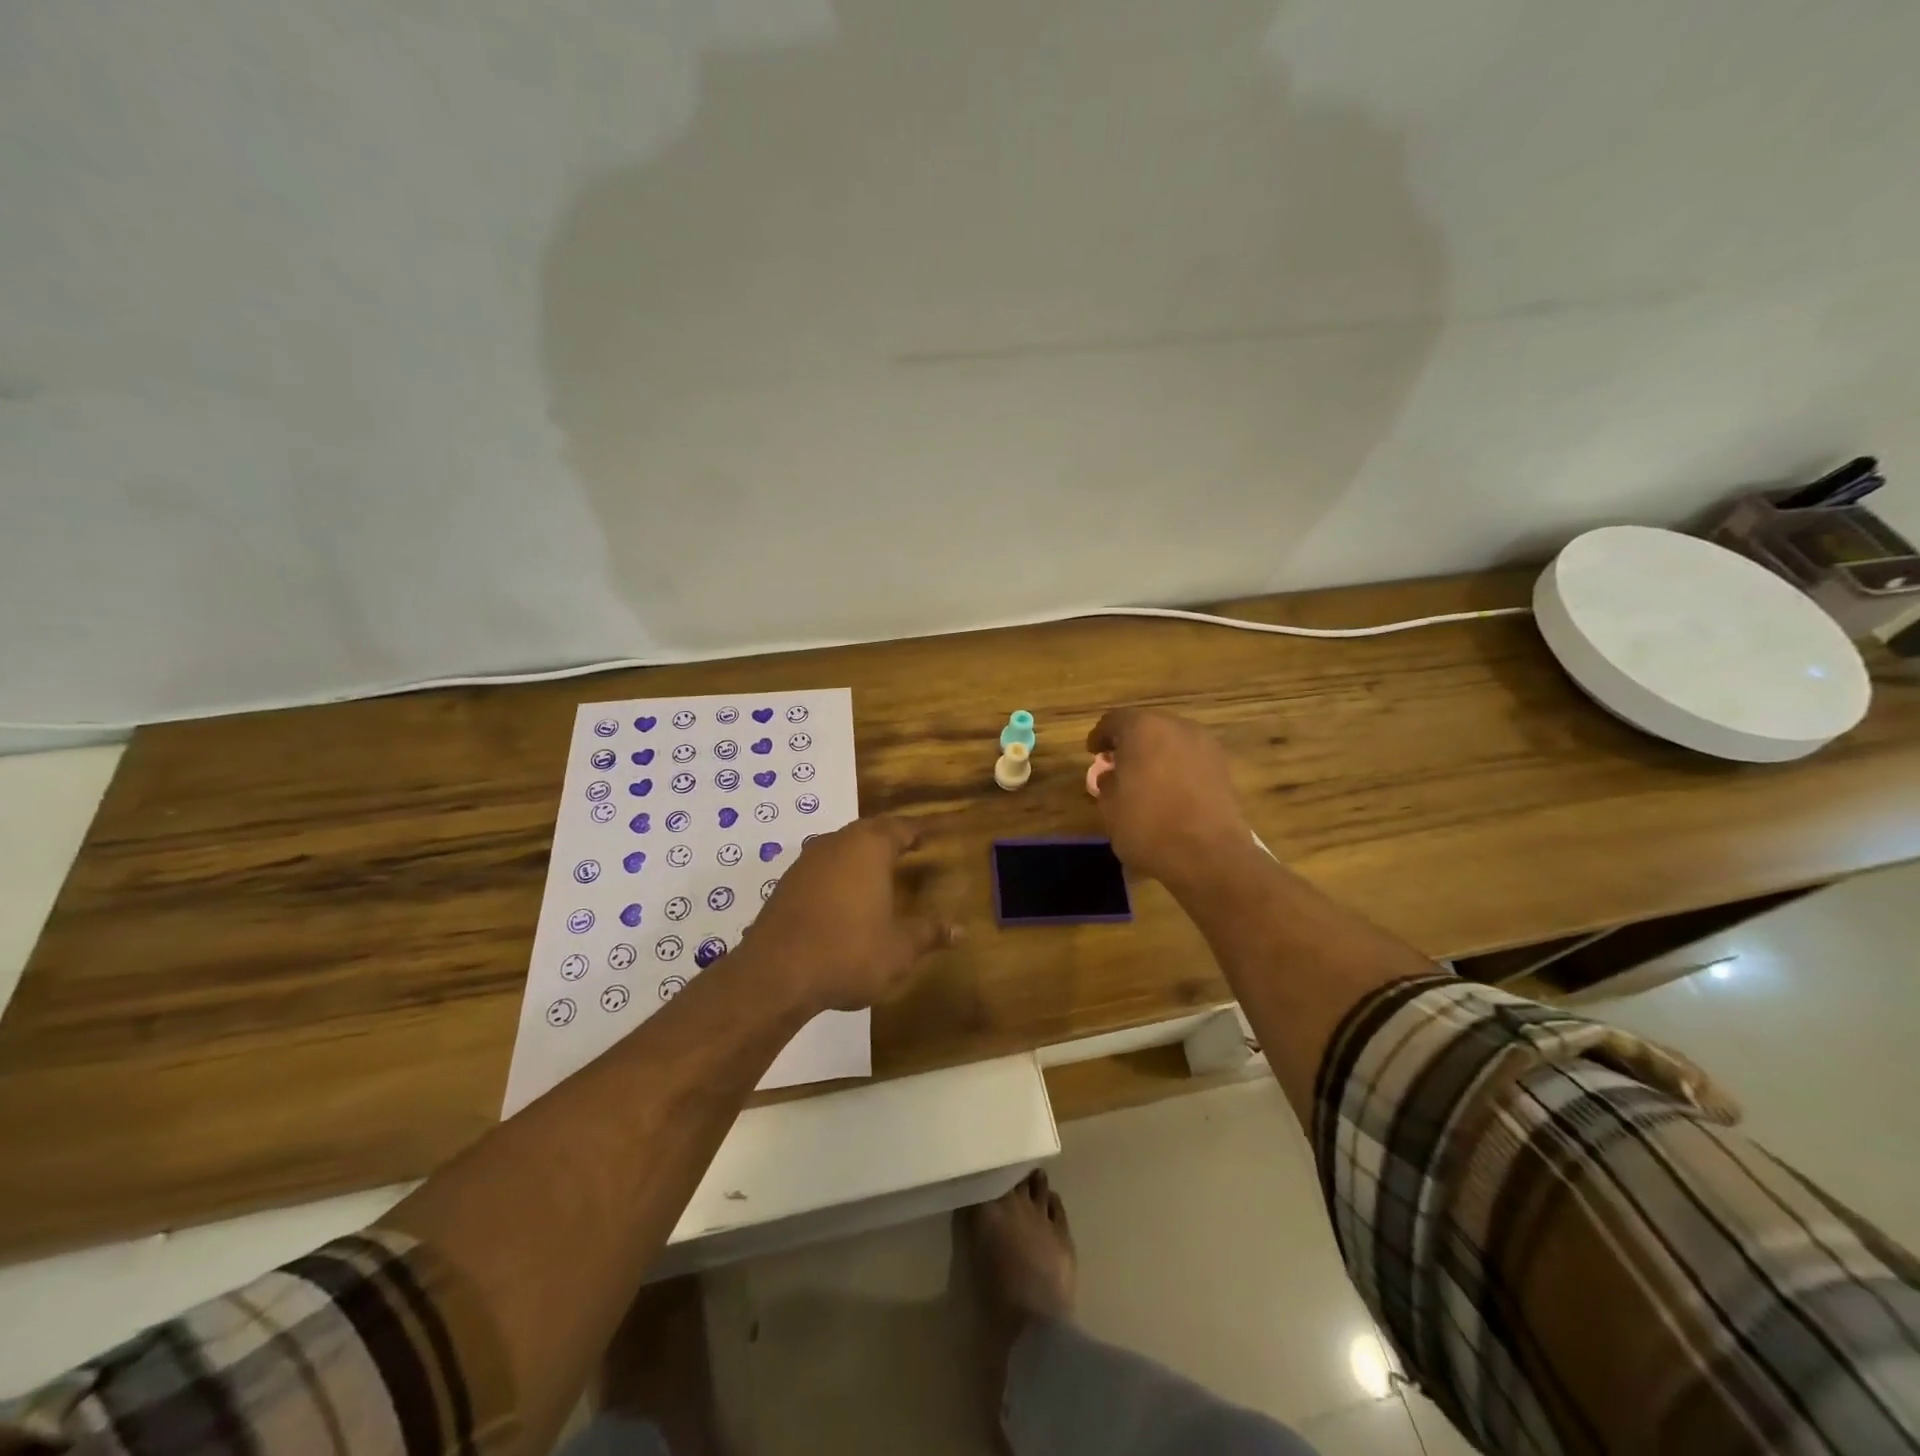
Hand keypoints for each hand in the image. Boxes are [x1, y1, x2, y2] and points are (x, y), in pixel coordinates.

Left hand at [745, 817, 956, 1013]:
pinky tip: (844, 896)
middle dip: (889, 837)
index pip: (900, 828)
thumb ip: (928, 934)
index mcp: (869, 848)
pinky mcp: (786, 883)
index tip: (932, 833)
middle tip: (909, 846)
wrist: (775, 974)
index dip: (918, 831)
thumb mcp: (899, 949)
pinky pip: (821, 867)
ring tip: (878, 870)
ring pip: (841, 845)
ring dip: (860, 854)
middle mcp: (837, 843)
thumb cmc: (848, 952)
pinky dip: (838, 873)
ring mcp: (806, 861)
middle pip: (868, 830)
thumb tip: (959, 930)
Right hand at [1087, 708, 1254, 886]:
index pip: (1114, 721)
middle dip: (1130, 743)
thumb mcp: (1110, 806)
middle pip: (1146, 726)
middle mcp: (1176, 727)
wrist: (1208, 854)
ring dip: (1156, 754)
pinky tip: (1169, 790)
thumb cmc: (1147, 825)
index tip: (1093, 752)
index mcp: (1142, 728)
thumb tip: (1112, 775)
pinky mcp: (1223, 767)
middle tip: (1118, 764)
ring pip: (1171, 741)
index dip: (1100, 736)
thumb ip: (1107, 783)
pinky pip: (1190, 759)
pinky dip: (1177, 768)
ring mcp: (1204, 745)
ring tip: (1144, 779)